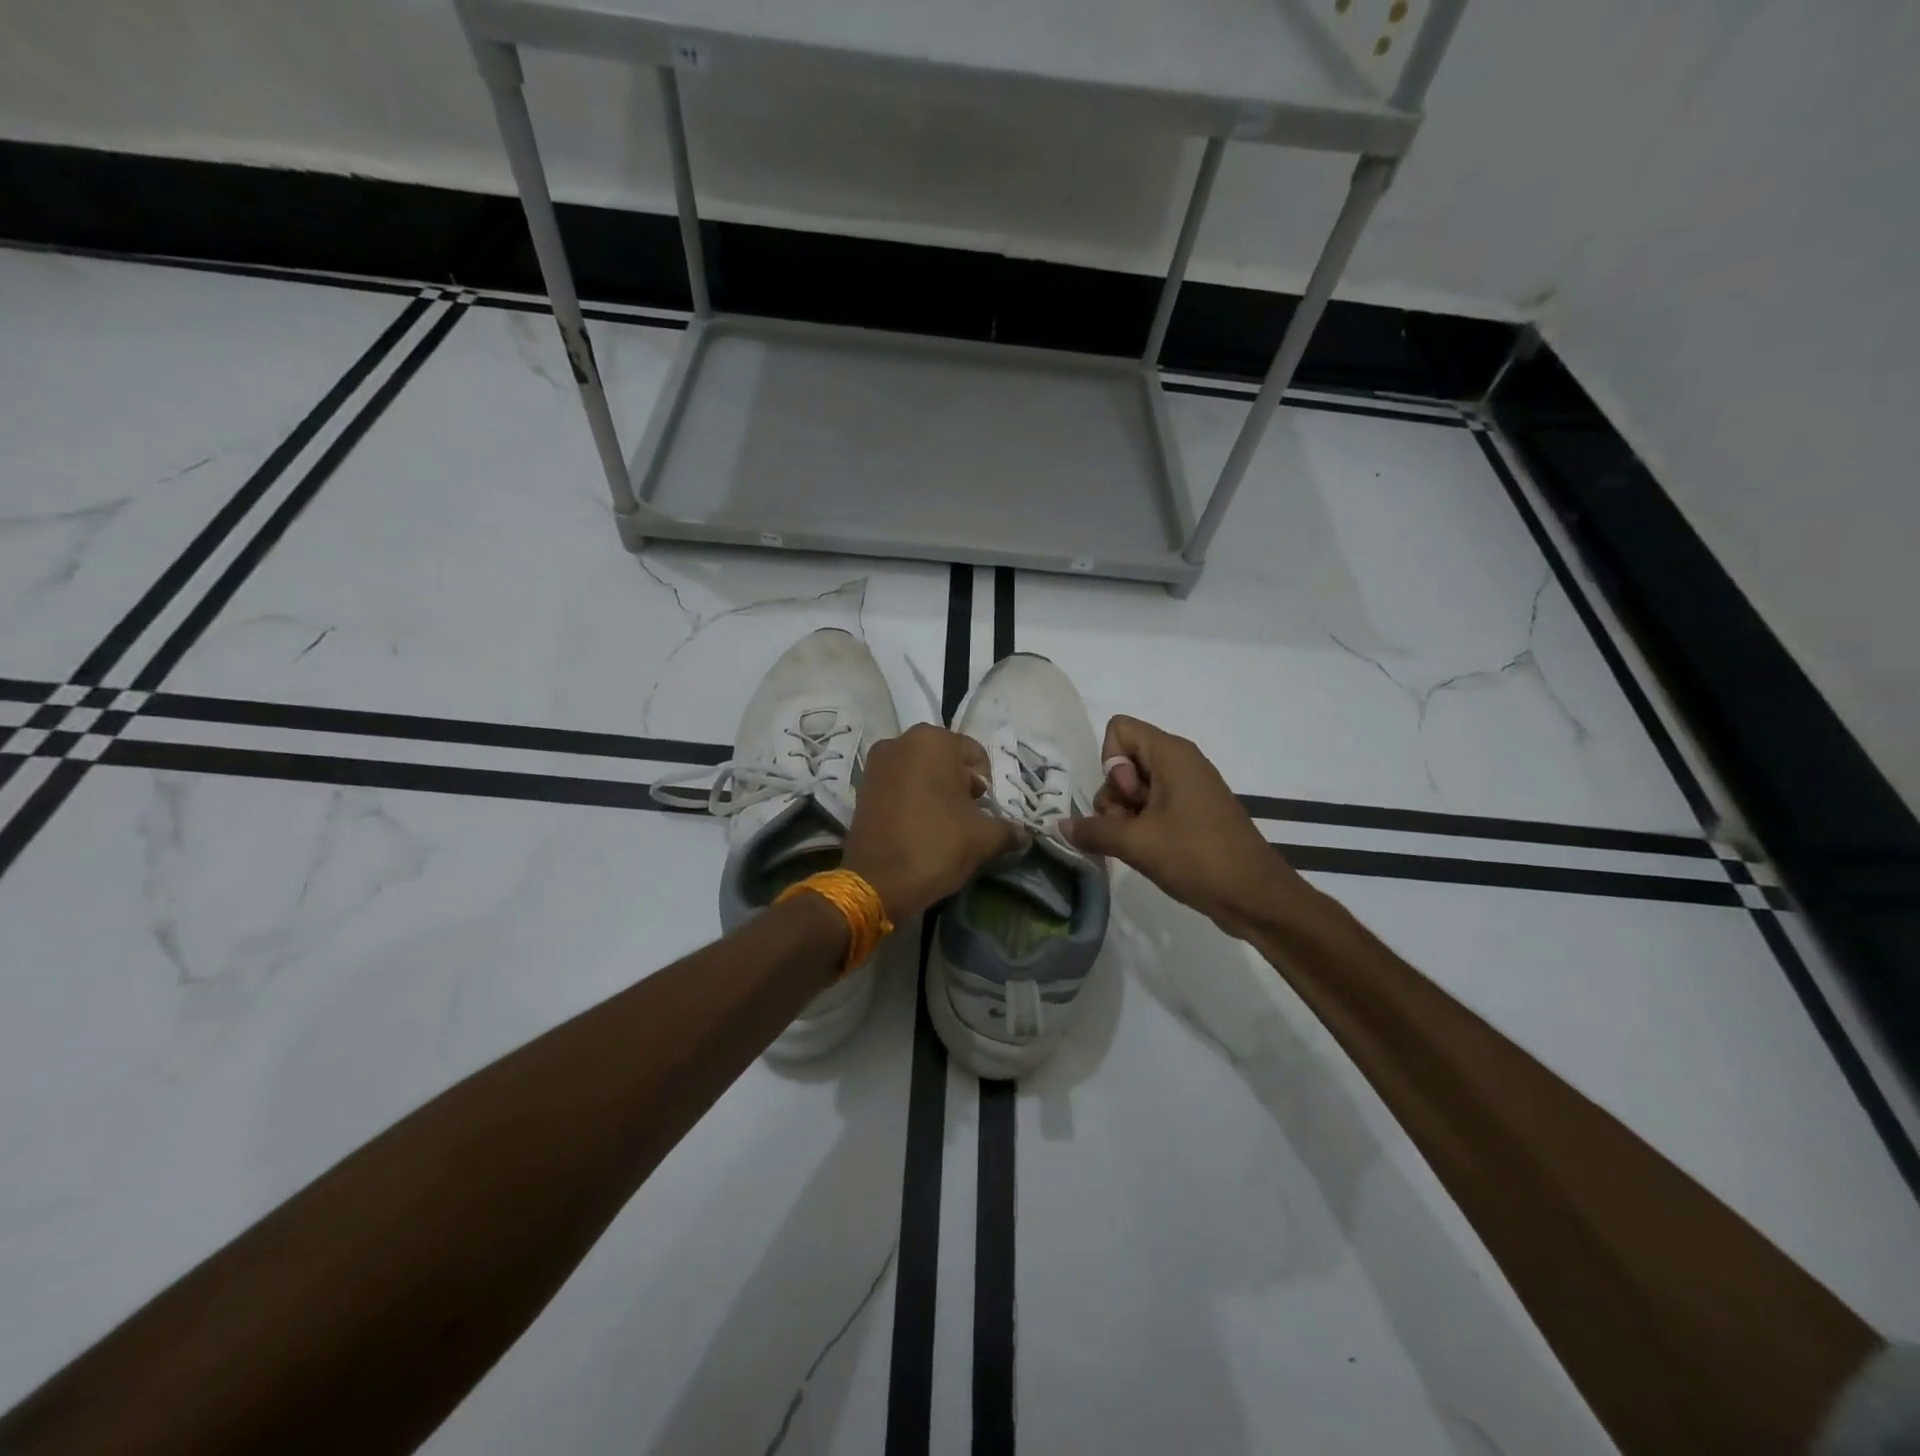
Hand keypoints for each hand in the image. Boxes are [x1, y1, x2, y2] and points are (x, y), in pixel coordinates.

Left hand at [842, 724, 1027, 921]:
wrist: (877, 882)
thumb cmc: (936, 846)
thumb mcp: (984, 838)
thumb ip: (1008, 829)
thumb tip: (1023, 833)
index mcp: (933, 741)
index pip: (975, 756)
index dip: (986, 785)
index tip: (984, 812)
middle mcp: (901, 741)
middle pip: (946, 759)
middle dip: (960, 784)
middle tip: (967, 817)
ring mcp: (877, 762)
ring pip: (920, 771)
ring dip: (935, 790)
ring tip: (943, 823)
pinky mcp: (862, 786)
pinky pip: (899, 784)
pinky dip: (912, 798)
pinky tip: (919, 825)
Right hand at [1063, 715, 1312, 937]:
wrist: (1255, 896)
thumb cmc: (1196, 857)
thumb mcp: (1136, 843)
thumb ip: (1093, 830)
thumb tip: (1059, 827)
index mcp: (1172, 754)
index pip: (1119, 729)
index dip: (1110, 762)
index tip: (1127, 797)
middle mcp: (1181, 763)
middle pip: (1124, 761)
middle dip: (1115, 796)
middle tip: (1130, 827)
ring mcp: (1188, 789)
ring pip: (1135, 788)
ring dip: (1124, 816)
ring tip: (1138, 845)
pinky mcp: (1193, 813)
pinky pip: (1153, 806)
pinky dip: (1142, 825)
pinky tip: (1147, 852)